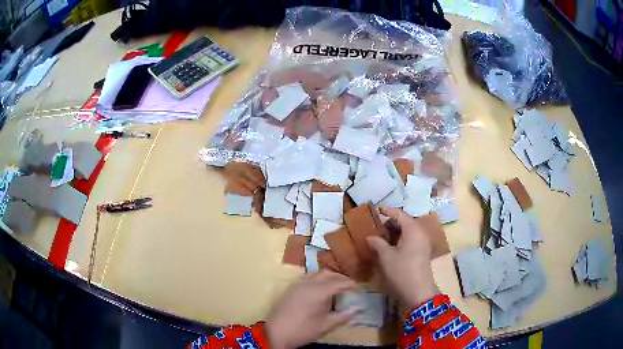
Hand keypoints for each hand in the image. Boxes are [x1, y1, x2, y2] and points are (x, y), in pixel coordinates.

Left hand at [265, 271, 358, 348]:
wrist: (275, 333)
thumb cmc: (303, 330)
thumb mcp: (325, 325)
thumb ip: (343, 316)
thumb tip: (357, 309)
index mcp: (319, 292)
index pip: (338, 283)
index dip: (349, 284)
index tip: (357, 288)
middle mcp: (308, 284)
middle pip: (327, 274)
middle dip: (339, 278)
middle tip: (348, 285)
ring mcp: (297, 285)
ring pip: (316, 274)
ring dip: (327, 277)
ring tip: (335, 286)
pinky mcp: (290, 289)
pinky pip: (307, 278)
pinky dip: (317, 279)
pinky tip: (319, 289)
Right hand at [367, 207, 439, 310]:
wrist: (419, 292)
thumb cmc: (402, 271)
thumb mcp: (386, 257)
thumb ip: (377, 243)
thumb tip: (370, 237)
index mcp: (412, 229)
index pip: (399, 214)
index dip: (387, 211)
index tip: (376, 209)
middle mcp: (420, 233)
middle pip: (405, 222)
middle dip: (390, 222)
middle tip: (376, 226)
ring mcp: (422, 243)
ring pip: (407, 232)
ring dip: (395, 232)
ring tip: (380, 236)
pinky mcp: (422, 252)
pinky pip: (410, 240)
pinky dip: (400, 240)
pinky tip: (389, 246)